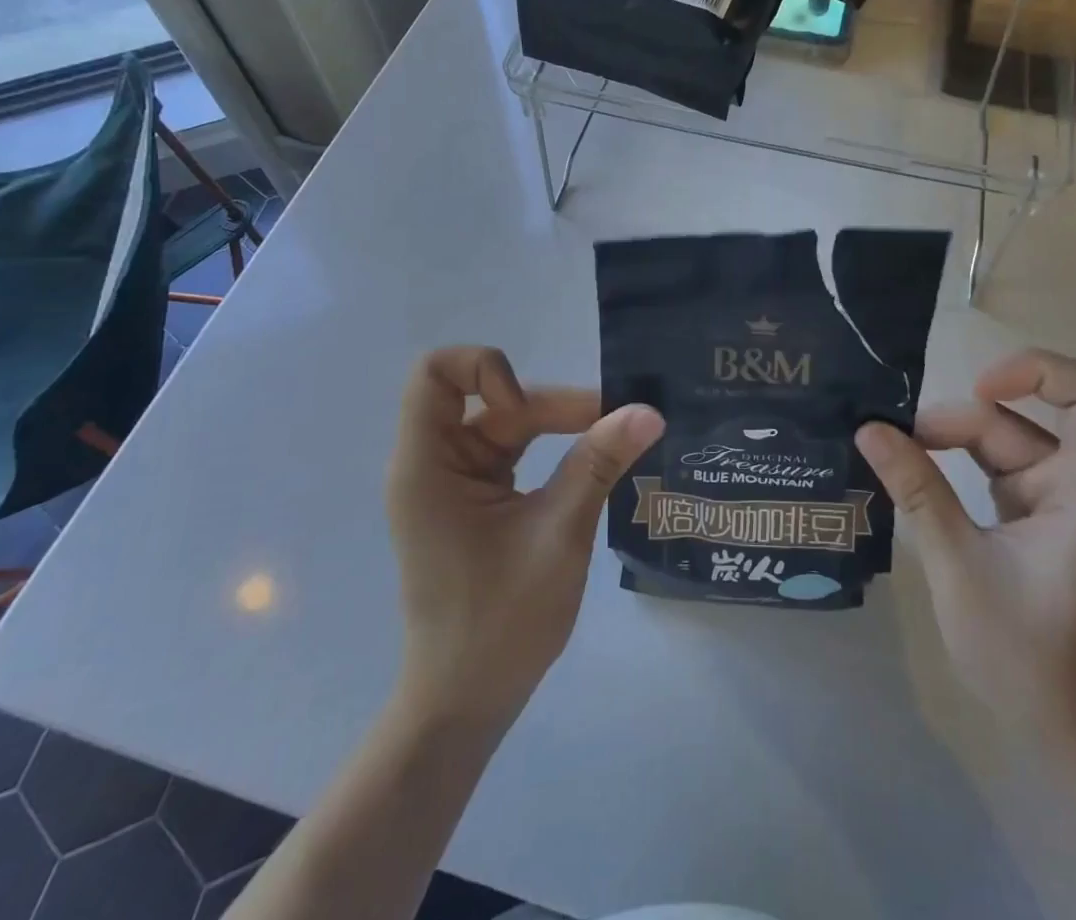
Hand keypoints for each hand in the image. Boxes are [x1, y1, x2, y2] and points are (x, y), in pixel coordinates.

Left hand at [386, 347, 663, 726]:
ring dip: (558, 424)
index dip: (484, 370)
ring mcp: (453, 481)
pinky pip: (511, 452)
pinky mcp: (473, 500)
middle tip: (618, 419)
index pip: (435, 374)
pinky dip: (551, 449)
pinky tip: (593, 461)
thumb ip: (598, 464)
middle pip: (488, 398)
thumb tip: (648, 411)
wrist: (464, 705)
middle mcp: (433, 463)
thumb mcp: (557, 535)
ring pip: (506, 422)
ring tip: (617, 437)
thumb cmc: (499, 624)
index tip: (524, 409)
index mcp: (427, 465)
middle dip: (551, 404)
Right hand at [856, 348, 1075, 736]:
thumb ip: (917, 489)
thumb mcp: (959, 563)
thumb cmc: (1023, 653)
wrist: (1064, 733)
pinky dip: (960, 467)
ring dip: (953, 444)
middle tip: (898, 441)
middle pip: (1024, 421)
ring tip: (898, 457)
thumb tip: (869, 429)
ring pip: (1006, 443)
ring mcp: (1063, 504)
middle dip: (959, 423)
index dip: (1038, 372)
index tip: (978, 389)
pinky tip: (916, 475)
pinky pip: (1000, 471)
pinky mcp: (1041, 520)